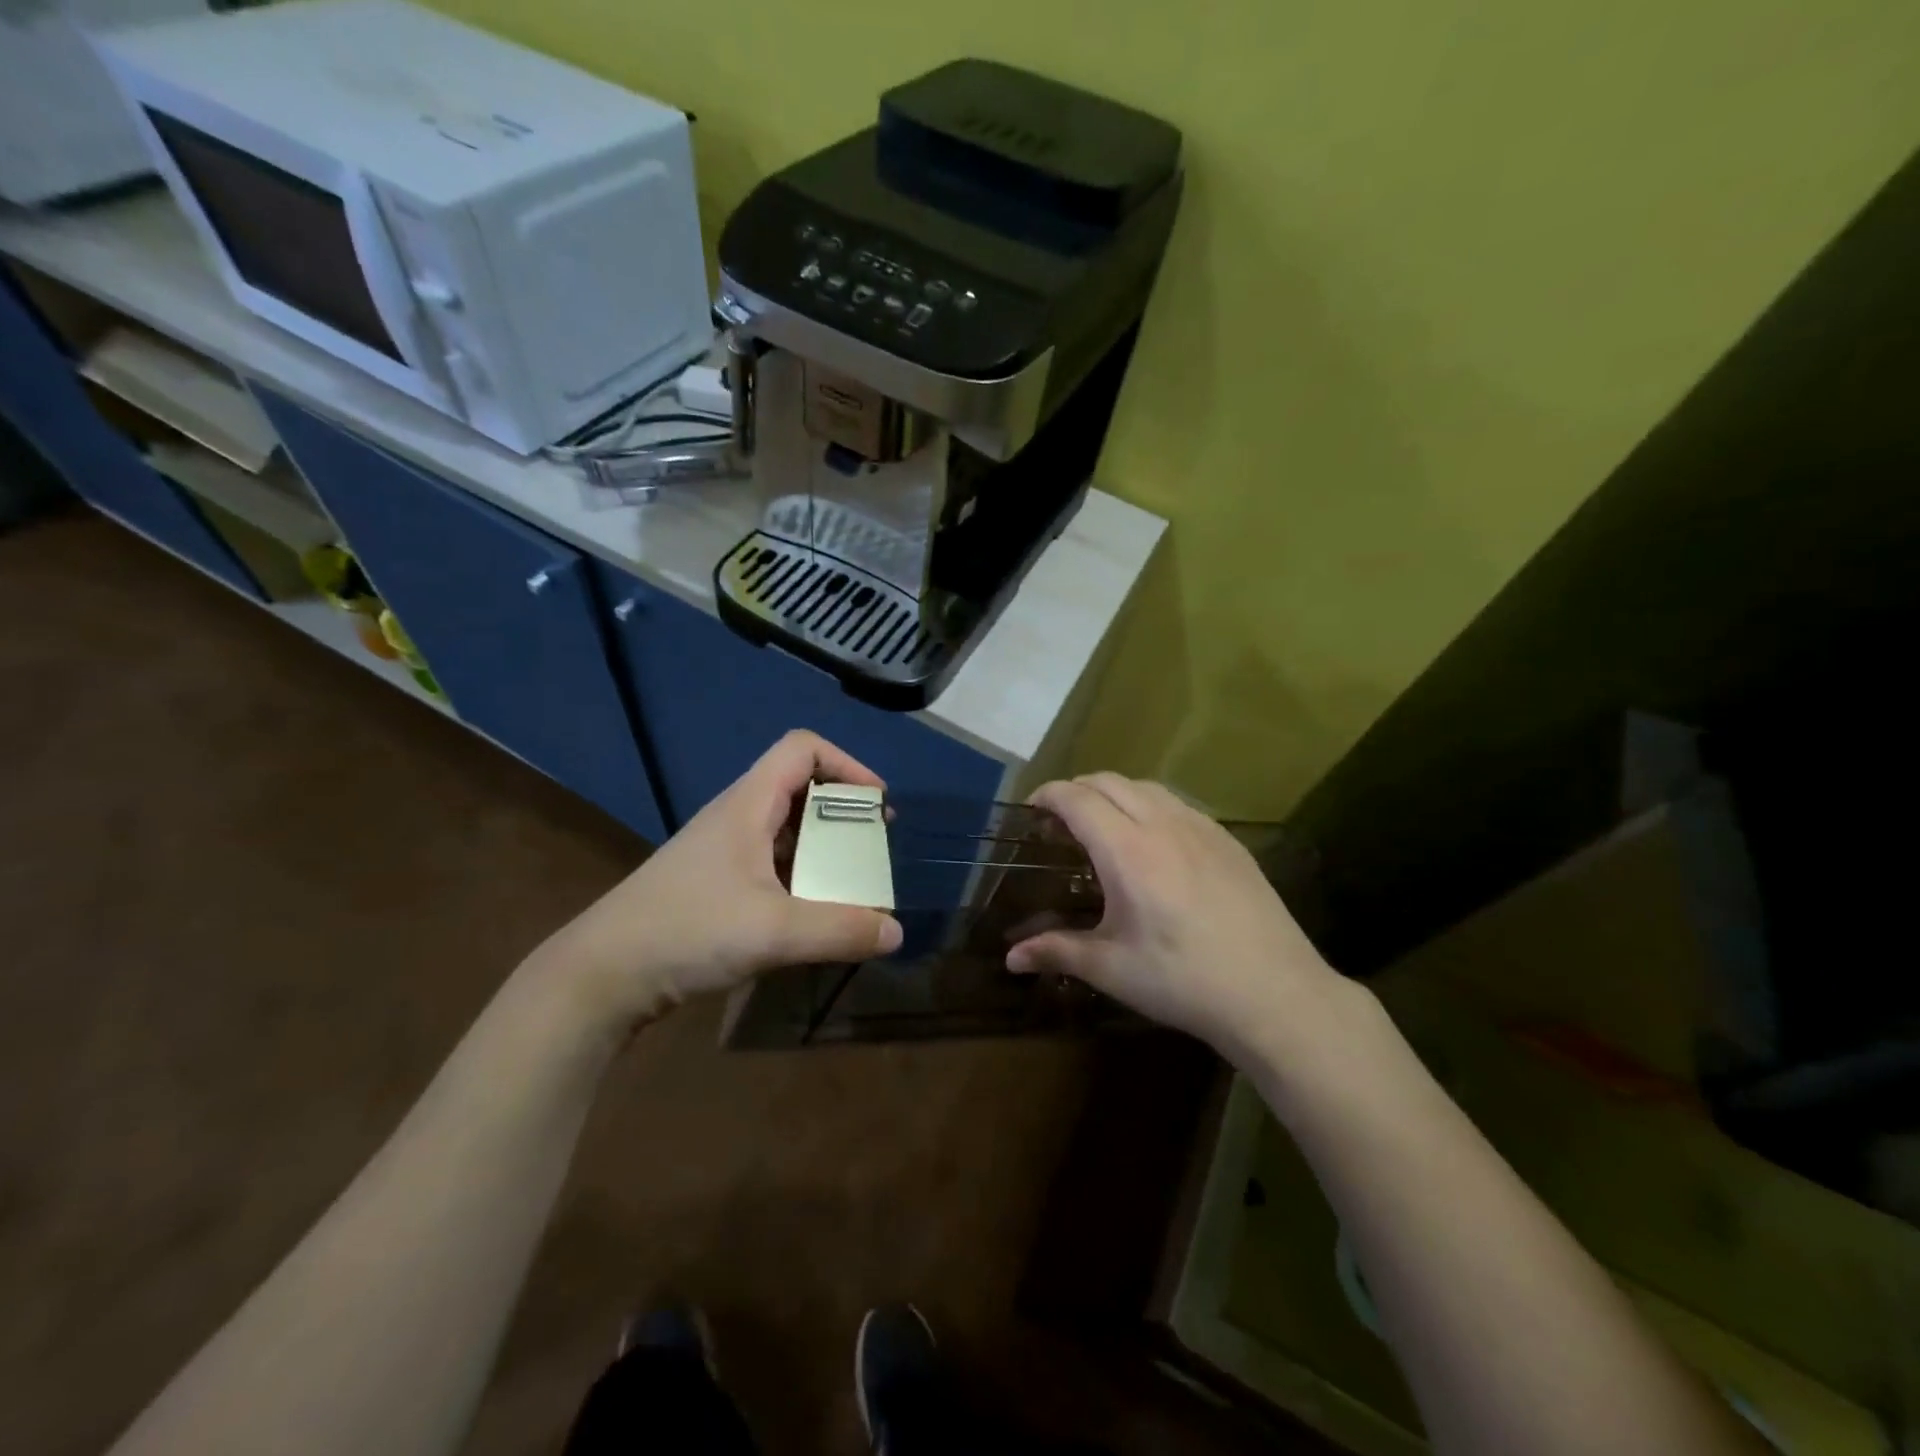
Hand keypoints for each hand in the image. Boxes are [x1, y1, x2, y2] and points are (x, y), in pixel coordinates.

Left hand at [531, 731, 903, 1029]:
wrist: (602, 975)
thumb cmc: (687, 931)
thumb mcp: (773, 932)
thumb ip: (840, 930)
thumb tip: (895, 932)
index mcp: (748, 804)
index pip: (803, 748)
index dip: (847, 764)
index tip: (875, 806)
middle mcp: (736, 816)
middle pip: (800, 786)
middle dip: (844, 811)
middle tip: (872, 849)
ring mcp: (723, 850)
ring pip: (786, 827)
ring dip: (824, 847)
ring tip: (851, 883)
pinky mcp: (714, 882)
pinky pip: (771, 861)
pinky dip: (801, 875)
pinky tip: (811, 913)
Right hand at [1006, 774, 1343, 1062]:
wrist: (1273, 992)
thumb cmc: (1182, 980)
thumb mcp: (1112, 968)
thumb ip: (1057, 951)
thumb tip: (1011, 958)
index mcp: (1127, 850)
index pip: (1077, 798)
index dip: (1048, 795)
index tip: (1031, 809)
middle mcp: (1162, 824)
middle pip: (1109, 781)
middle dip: (1077, 789)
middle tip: (1060, 820)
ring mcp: (1201, 828)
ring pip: (1146, 786)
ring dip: (1114, 792)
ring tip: (1103, 824)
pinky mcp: (1228, 841)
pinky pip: (1178, 803)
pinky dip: (1150, 805)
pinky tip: (1153, 841)